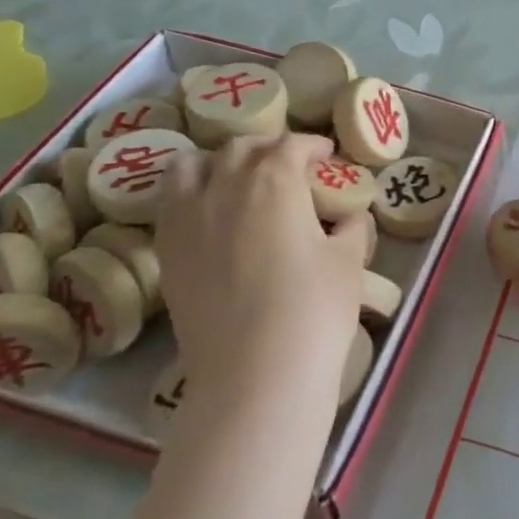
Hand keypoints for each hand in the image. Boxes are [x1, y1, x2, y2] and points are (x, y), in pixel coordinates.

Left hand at [155, 132, 367, 404]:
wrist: (254, 373)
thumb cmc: (313, 308)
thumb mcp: (349, 262)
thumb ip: (352, 228)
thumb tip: (351, 217)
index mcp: (275, 180)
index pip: (292, 145)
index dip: (313, 146)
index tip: (328, 158)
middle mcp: (224, 186)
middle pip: (242, 148)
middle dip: (269, 148)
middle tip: (290, 167)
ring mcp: (187, 218)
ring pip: (192, 166)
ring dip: (219, 163)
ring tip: (237, 181)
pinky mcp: (166, 252)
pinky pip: (171, 204)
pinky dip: (191, 195)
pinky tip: (211, 217)